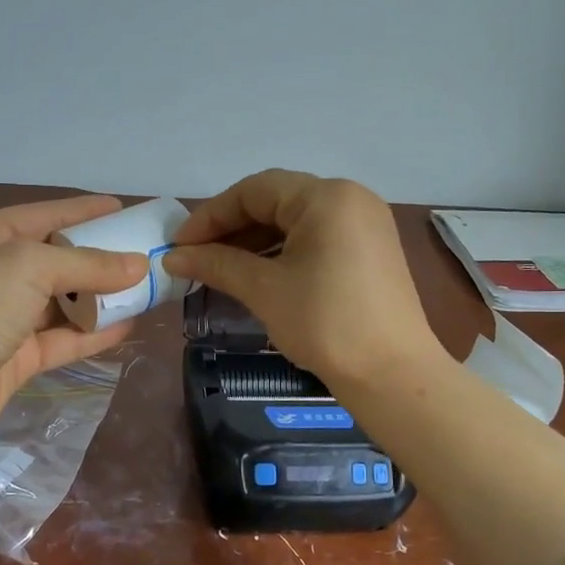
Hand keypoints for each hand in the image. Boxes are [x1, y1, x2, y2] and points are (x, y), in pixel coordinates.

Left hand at [0, 194, 147, 446]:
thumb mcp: (30, 266)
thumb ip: (87, 264)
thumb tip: (139, 266)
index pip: (44, 216)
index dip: (85, 212)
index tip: (124, 209)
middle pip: (56, 259)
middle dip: (99, 257)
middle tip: (144, 253)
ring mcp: (4, 318)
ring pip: (62, 301)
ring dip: (101, 297)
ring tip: (145, 289)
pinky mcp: (15, 357)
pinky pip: (62, 338)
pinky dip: (93, 333)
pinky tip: (127, 325)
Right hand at [162, 170, 443, 393]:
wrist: (391, 374)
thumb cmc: (325, 324)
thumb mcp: (265, 290)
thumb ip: (217, 265)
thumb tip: (172, 257)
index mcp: (326, 197)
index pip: (255, 191)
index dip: (211, 216)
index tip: (179, 245)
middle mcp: (350, 198)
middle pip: (276, 201)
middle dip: (231, 228)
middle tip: (195, 257)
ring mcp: (365, 224)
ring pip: (296, 221)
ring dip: (254, 241)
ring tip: (219, 268)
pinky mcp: (370, 251)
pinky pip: (316, 238)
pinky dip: (282, 252)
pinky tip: (256, 274)